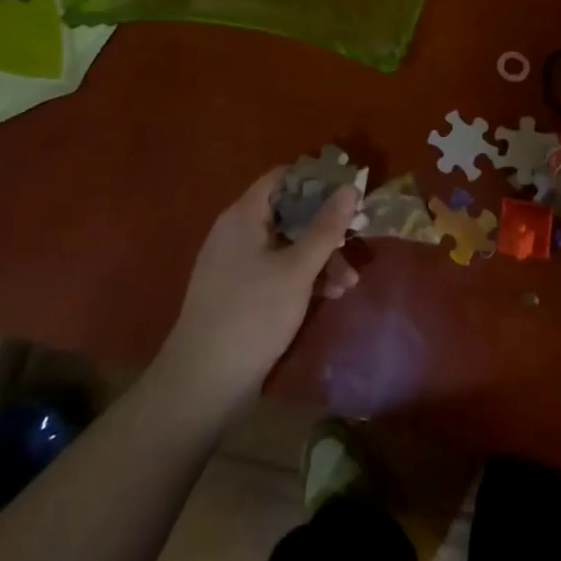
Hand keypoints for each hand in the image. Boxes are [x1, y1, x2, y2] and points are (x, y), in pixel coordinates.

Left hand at [156, 168, 359, 411]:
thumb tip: (349, 188)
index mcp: (244, 216)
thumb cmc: (253, 314)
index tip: (348, 192)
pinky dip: (302, 277)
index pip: (282, 177)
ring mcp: (236, 264)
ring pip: (286, 245)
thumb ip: (326, 227)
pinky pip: (277, 270)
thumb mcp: (298, 269)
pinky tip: (330, 296)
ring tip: (350, 282)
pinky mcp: (239, 293)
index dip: (316, 180)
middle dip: (325, 227)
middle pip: (288, 213)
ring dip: (320, 257)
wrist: (203, 383)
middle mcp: (237, 232)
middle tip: (357, 238)